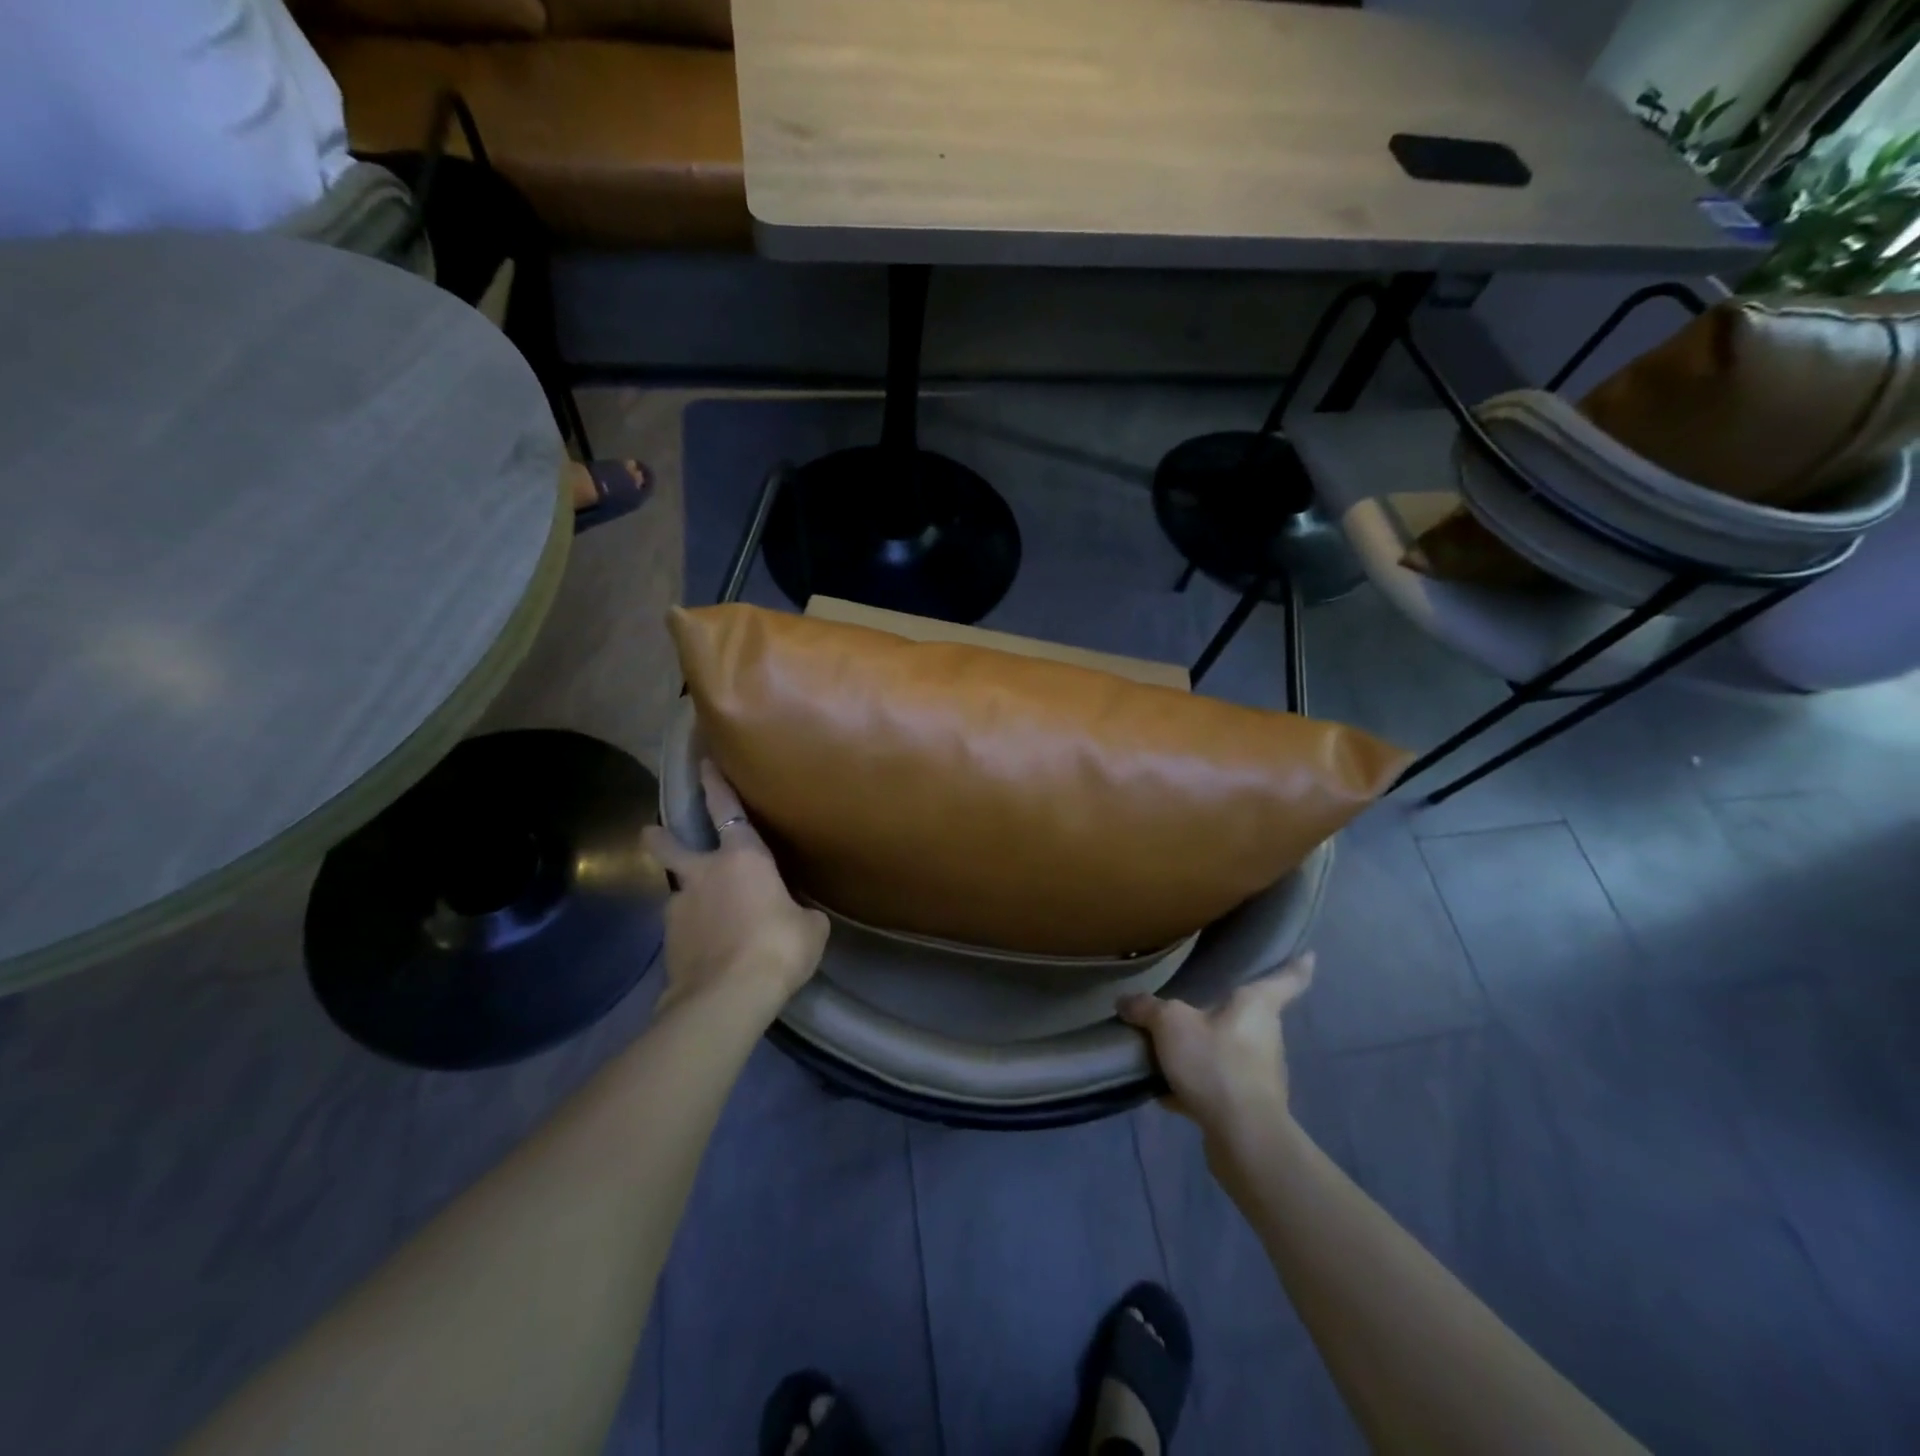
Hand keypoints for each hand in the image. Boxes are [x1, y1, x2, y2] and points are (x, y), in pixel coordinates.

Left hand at [639, 761, 829, 1021]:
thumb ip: (800, 913)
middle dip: (660, 838)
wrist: (728, 995)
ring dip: (689, 900)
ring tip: (707, 921)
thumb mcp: (810, 928)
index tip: (703, 764)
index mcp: (743, 859)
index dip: (716, 786)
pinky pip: (683, 930)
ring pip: (679, 894)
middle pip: (671, 847)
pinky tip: (707, 953)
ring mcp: (680, 909)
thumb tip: (796, 917)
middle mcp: (704, 875)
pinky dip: (693, 936)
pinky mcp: (668, 944)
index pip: (727, 811)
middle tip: (650, 832)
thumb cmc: (778, 946)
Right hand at [1118, 954, 1314, 1144]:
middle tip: (1194, 1005)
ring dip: (1206, 1052)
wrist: (1243, 1136)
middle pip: (1248, 1016)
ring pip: (1230, 1052)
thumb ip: (1147, 1008)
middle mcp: (1267, 1036)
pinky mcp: (1250, 1106)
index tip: (1309, 956)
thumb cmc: (1216, 1063)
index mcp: (1257, 1006)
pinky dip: (1196, 1085)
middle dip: (1224, 1014)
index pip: (1286, 980)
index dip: (1297, 966)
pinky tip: (1165, 1091)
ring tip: (1168, 1051)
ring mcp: (1261, 1074)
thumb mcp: (1170, 1024)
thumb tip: (1126, 1001)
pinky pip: (1218, 1085)